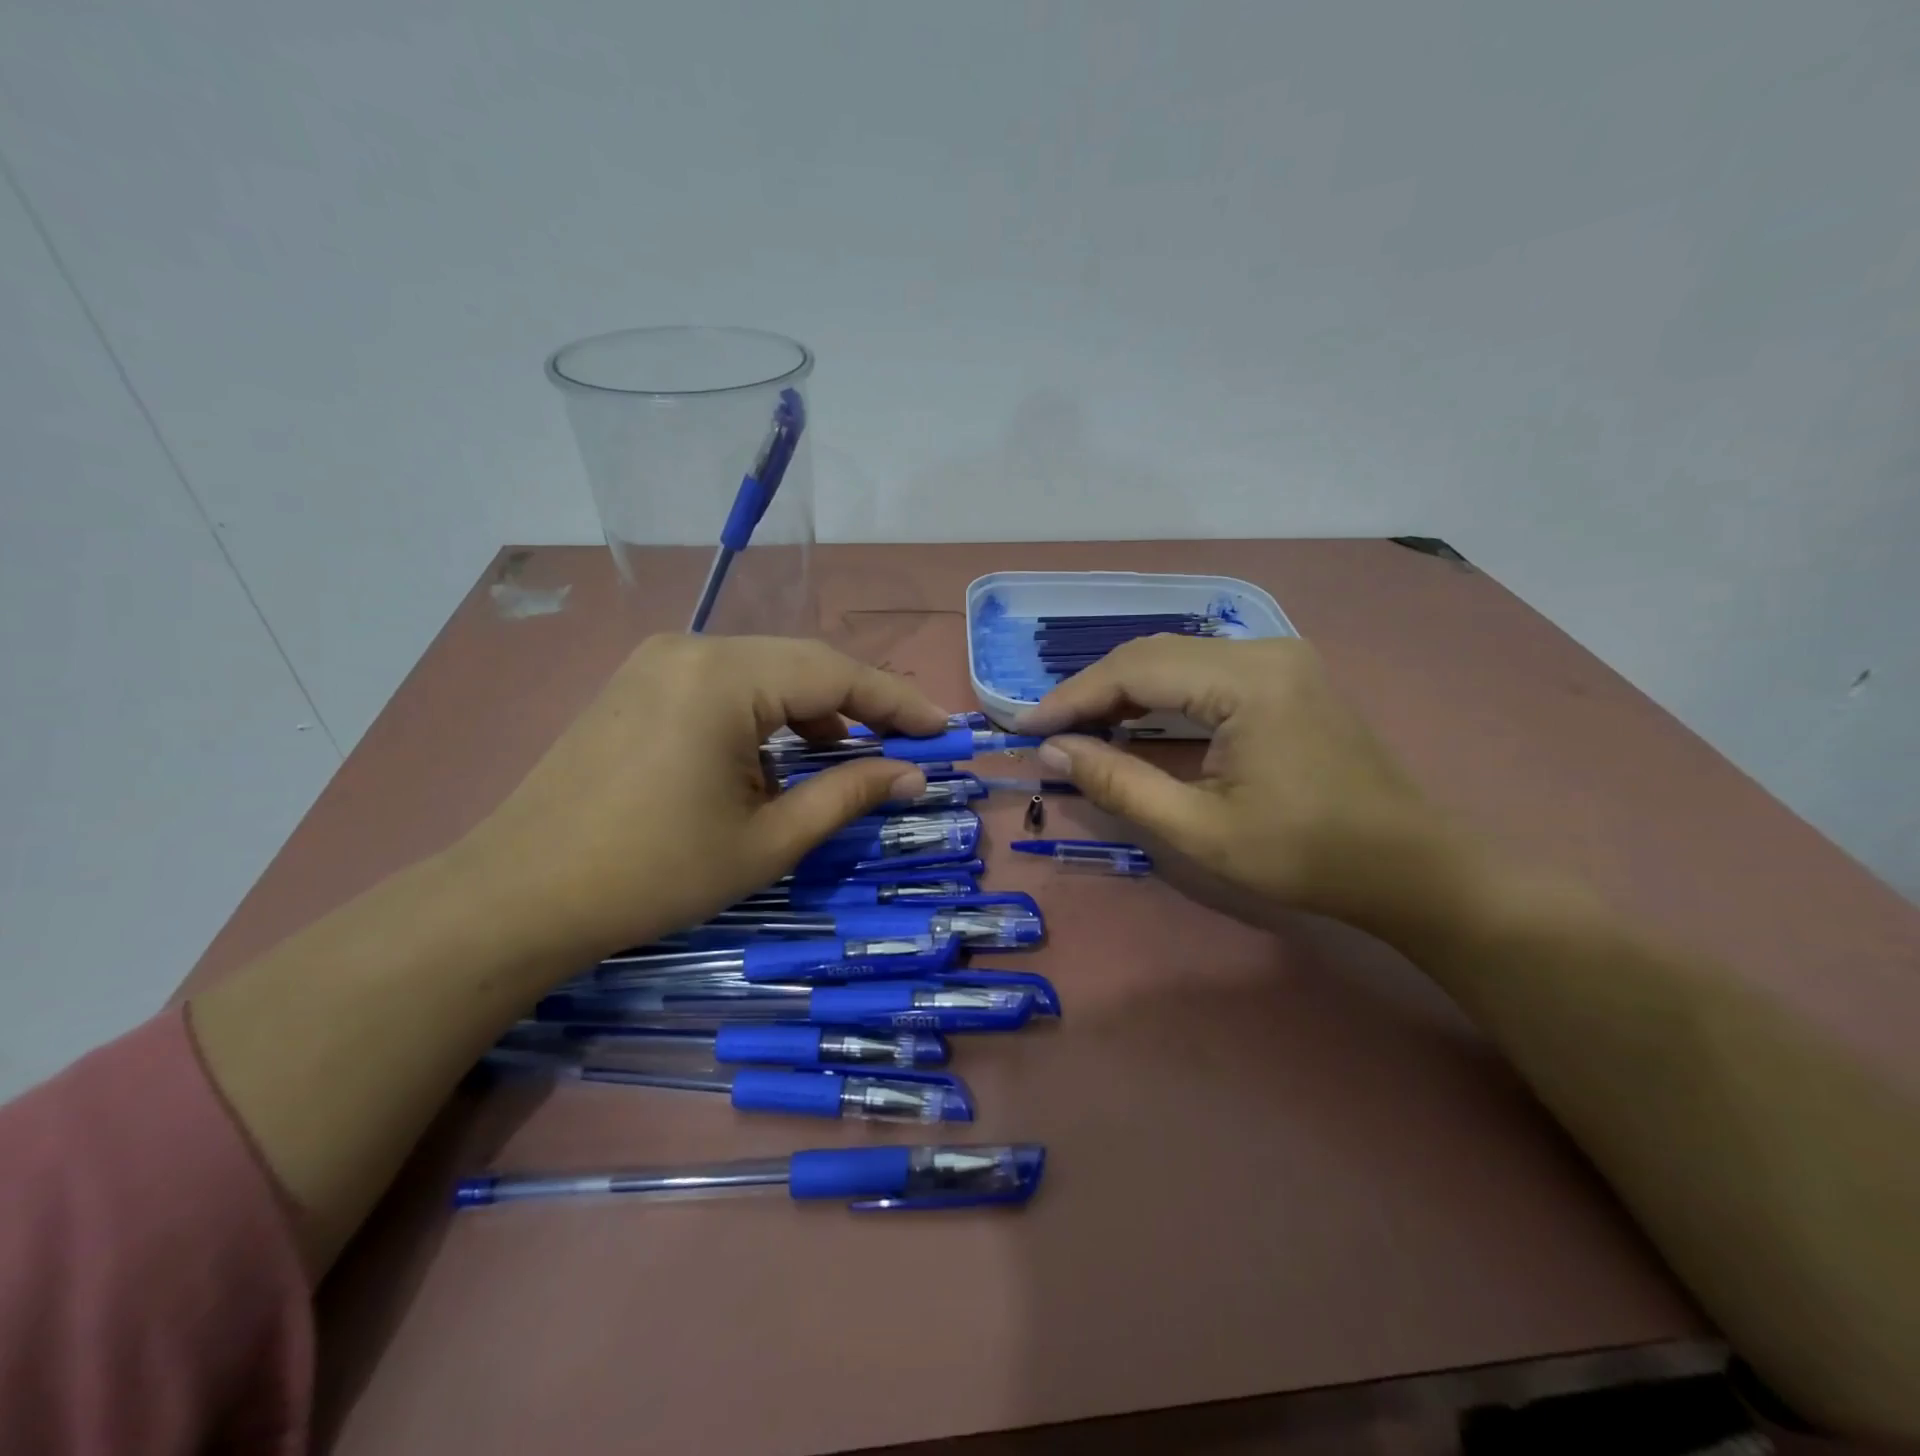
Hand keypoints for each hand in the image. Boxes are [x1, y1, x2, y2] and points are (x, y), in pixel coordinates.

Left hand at [454, 634, 947, 963]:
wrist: (517, 898)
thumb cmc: (653, 873)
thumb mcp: (767, 840)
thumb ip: (848, 794)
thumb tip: (913, 775)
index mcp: (724, 677)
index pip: (836, 674)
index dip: (898, 702)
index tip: (944, 729)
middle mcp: (691, 648)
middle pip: (801, 664)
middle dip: (860, 703)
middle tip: (908, 742)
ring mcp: (657, 661)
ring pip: (763, 672)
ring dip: (811, 710)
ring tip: (847, 754)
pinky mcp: (638, 684)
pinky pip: (724, 685)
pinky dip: (765, 715)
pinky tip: (777, 755)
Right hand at [1014, 635, 1471, 937]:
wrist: (1411, 868)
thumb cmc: (1306, 856)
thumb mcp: (1199, 830)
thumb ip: (1119, 784)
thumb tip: (1052, 751)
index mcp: (1247, 680)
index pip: (1135, 669)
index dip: (1073, 697)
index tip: (1026, 728)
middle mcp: (1263, 650)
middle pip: (1153, 654)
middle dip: (1094, 691)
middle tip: (1049, 732)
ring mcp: (1280, 658)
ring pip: (1177, 658)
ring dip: (1124, 691)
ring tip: (1079, 728)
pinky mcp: (1286, 677)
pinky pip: (1204, 671)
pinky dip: (1160, 694)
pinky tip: (1134, 721)